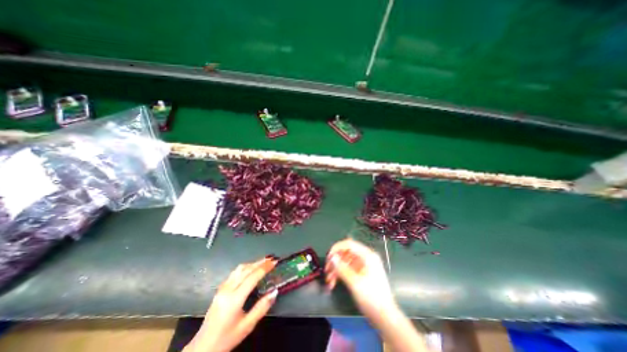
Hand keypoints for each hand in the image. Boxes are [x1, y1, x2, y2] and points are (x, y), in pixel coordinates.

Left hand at [184, 256, 275, 351]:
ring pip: (239, 269)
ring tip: (264, 261)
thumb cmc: (227, 338)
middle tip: (272, 259)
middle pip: (246, 270)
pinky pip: (234, 273)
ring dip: (253, 263)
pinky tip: (250, 269)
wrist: (202, 348)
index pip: (252, 277)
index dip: (265, 268)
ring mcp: (222, 288)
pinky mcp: (220, 289)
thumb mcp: (247, 326)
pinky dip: (245, 267)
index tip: (275, 262)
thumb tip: (275, 291)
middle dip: (260, 262)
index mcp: (234, 299)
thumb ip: (262, 307)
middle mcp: (227, 290)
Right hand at [323, 239, 395, 318]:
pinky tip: (333, 284)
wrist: (385, 318)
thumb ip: (342, 268)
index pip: (349, 244)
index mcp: (367, 255)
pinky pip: (348, 269)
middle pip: (346, 253)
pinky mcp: (361, 273)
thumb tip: (332, 257)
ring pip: (345, 262)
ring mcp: (363, 266)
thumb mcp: (355, 283)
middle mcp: (365, 257)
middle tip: (327, 271)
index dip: (337, 248)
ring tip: (329, 281)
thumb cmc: (372, 298)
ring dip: (336, 270)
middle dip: (335, 261)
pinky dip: (340, 275)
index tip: (328, 257)